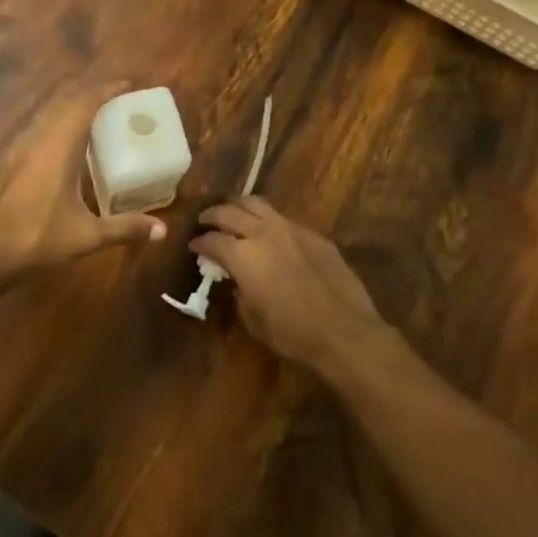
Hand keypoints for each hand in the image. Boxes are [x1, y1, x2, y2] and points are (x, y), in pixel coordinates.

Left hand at [0, 80, 166, 282]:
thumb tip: (162, 230)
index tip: (128, 84)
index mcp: (59, 146)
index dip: (106, 89)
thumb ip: (125, 228)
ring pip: (50, 114)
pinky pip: (40, 129)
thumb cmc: (36, 238)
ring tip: (98, 117)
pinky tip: (69, 146)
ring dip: (73, 108)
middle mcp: (39, 139)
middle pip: (66, 102)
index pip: (84, 103)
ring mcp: (21, 148)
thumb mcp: (86, 236)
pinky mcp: (11, 161)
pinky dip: (59, 124)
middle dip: (92, 94)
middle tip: (118, 99)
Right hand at [192, 197, 389, 372]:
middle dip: (213, 215)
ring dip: (239, 207)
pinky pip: (283, 219)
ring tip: (234, 214)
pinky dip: (268, 221)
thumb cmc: (292, 333)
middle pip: (230, 211)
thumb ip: (239, 292)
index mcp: (242, 255)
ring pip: (257, 203)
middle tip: (205, 221)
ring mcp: (290, 228)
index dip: (200, 243)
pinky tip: (270, 234)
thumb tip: (237, 279)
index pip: (212, 240)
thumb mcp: (253, 319)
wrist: (343, 330)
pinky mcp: (313, 234)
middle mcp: (262, 233)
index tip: (194, 246)